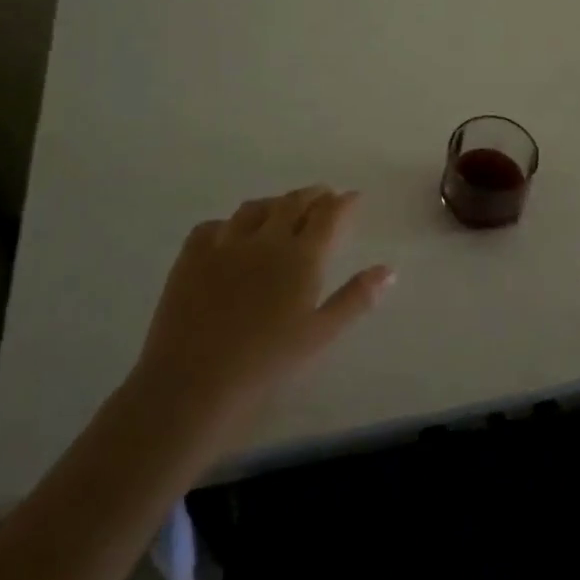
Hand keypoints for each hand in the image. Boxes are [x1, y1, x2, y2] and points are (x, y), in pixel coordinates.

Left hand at [128, 185, 393, 440]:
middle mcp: (266, 239)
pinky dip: (229, 224)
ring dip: (274, 204)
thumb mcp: (320, 335)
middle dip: (312, 196)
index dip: (343, 203)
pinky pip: (212, 226)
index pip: (328, 215)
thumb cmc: (266, 364)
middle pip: (293, 203)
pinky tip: (230, 234)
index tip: (353, 197)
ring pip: (255, 208)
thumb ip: (355, 298)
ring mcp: (225, 244)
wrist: (193, 383)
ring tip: (281, 209)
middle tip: (323, 196)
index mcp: (301, 257)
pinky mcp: (191, 257)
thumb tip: (388, 269)